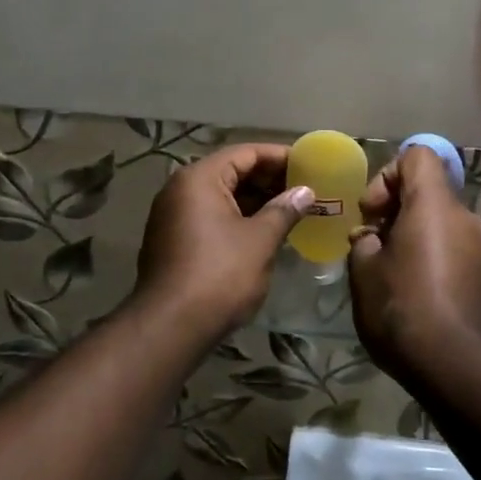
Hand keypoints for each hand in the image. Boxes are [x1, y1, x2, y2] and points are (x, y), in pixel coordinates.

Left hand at [134, 143, 314, 339]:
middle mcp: (180, 189)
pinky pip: (210, 217)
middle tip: (304, 190)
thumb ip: (284, 210)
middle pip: (231, 172)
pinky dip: (237, 218)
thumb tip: (305, 192)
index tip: (309, 165)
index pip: (245, 153)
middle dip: (268, 180)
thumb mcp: (260, 240)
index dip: (279, 157)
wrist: (171, 326)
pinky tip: (264, 232)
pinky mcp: (173, 241)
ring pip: (221, 197)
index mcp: (199, 179)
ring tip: (291, 210)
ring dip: (255, 201)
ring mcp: (172, 216)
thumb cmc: (220, 274)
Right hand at [348, 147, 480, 380]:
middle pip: (428, 192)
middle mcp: (464, 217)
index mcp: (433, 205)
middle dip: (395, 212)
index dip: (387, 174)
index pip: (418, 156)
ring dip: (412, 238)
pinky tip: (414, 295)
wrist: (458, 366)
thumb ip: (364, 242)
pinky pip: (454, 250)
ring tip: (390, 275)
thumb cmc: (403, 308)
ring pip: (440, 224)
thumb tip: (372, 238)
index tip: (371, 213)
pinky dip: (432, 259)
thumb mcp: (364, 272)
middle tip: (372, 247)